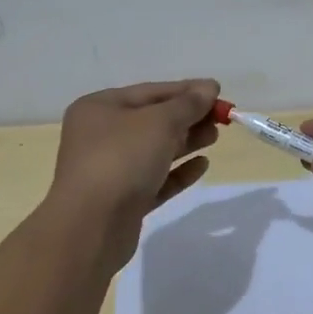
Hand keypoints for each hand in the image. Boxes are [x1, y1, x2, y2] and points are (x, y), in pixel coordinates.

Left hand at [47, 79, 219, 261]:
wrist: (90, 227)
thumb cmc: (122, 159)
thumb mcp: (160, 122)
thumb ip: (188, 104)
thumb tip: (209, 86)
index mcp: (100, 108)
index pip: (150, 92)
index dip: (186, 90)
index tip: (218, 92)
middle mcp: (101, 136)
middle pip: (152, 121)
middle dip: (188, 117)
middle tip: (221, 119)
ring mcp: (110, 170)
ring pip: (155, 150)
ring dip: (186, 142)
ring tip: (215, 137)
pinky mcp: (123, 200)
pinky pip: (155, 179)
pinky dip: (178, 171)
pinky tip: (202, 165)